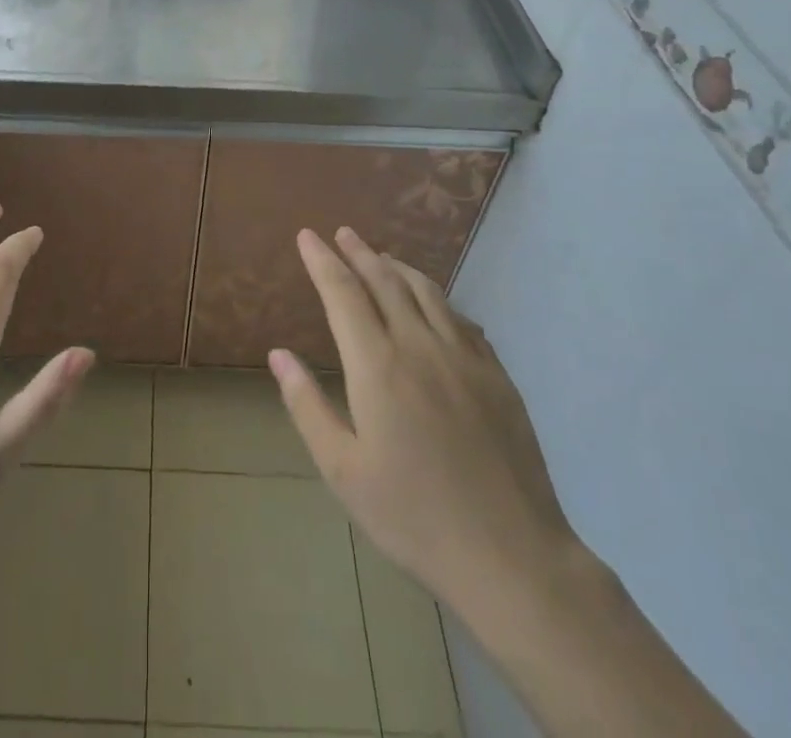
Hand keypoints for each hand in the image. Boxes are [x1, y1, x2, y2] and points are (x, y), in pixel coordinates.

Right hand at [269, 227, 579, 628]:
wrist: (512, 557)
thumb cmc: (414, 517)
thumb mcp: (343, 470)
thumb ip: (308, 406)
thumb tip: (278, 355)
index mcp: (378, 365)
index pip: (343, 293)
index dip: (322, 261)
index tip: (307, 236)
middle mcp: (420, 346)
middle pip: (385, 281)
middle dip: (359, 252)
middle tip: (342, 233)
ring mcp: (465, 358)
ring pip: (427, 292)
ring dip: (398, 267)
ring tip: (382, 256)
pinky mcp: (497, 376)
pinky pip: (461, 320)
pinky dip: (438, 300)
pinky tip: (435, 307)